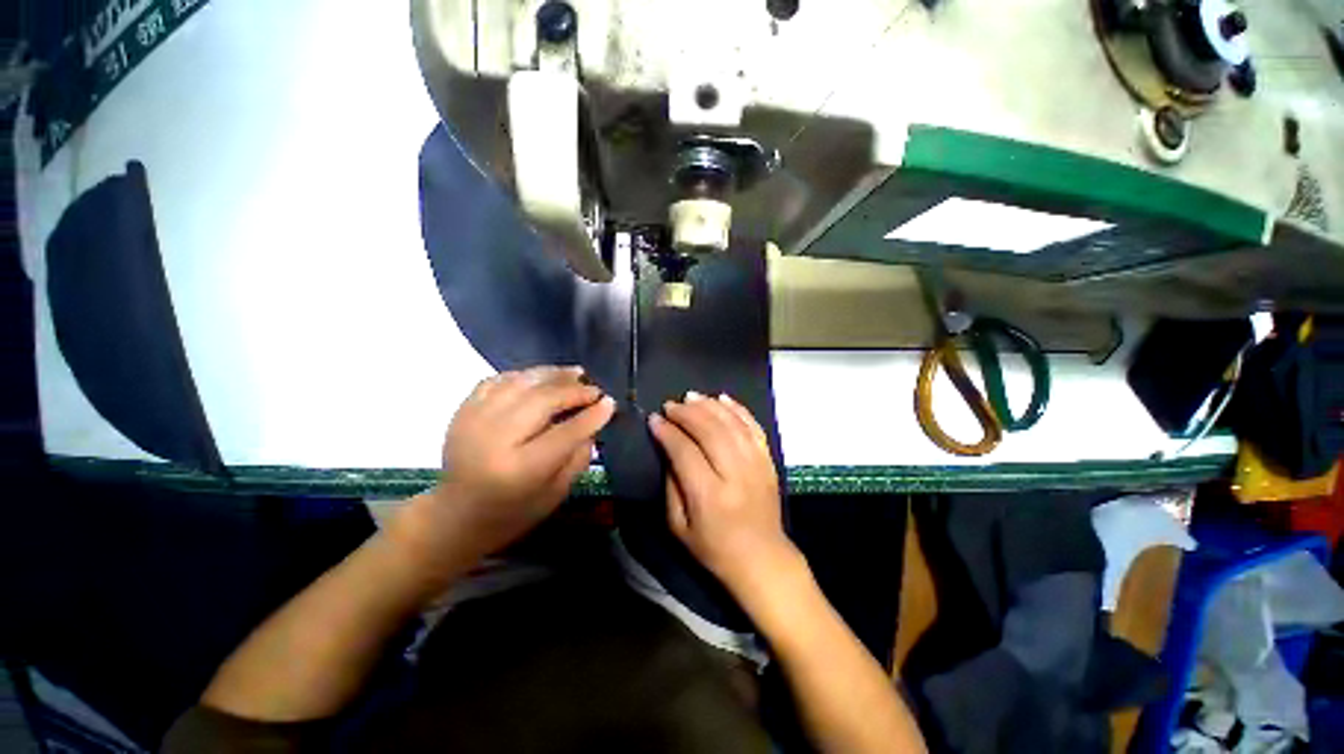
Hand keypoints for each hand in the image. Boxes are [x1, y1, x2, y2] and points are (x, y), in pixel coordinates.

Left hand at [408, 366, 614, 563]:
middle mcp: (494, 439)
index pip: (565, 433)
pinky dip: (525, 375)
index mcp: (520, 469)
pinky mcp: (463, 410)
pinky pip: (499, 379)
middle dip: (574, 390)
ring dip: (553, 374)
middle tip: (594, 388)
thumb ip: (578, 457)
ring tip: (575, 373)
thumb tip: (594, 421)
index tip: (609, 402)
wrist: (456, 514)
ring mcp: (474, 420)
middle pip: (543, 400)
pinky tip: (542, 377)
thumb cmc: (513, 511)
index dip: (591, 415)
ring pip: (521, 382)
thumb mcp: (556, 493)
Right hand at [648, 392, 798, 597]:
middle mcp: (736, 475)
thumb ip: (671, 485)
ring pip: (732, 424)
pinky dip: (738, 409)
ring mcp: (757, 465)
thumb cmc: (714, 548)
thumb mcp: (679, 527)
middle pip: (711, 431)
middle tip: (670, 405)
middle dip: (687, 413)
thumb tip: (669, 448)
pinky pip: (754, 427)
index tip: (654, 419)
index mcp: (710, 496)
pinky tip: (722, 398)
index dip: (667, 432)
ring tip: (691, 396)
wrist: (763, 558)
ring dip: (710, 405)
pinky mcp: (769, 461)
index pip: (685, 452)